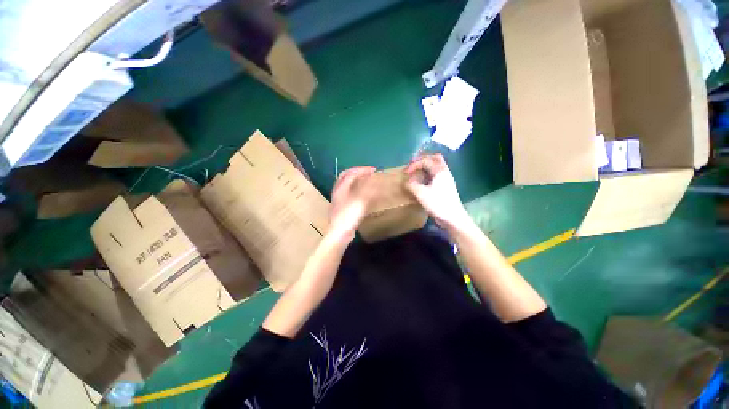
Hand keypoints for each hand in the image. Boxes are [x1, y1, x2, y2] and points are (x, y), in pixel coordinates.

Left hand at [328, 166, 376, 241]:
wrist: (339, 233)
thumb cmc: (349, 215)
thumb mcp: (361, 201)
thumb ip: (369, 189)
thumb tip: (377, 181)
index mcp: (341, 188)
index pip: (351, 173)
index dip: (363, 169)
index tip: (374, 170)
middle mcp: (338, 191)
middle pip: (345, 176)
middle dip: (356, 171)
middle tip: (367, 172)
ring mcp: (337, 199)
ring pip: (345, 184)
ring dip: (354, 179)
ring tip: (364, 180)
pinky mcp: (339, 206)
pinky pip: (346, 192)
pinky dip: (353, 188)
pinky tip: (359, 194)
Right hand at [405, 154, 469, 230]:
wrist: (452, 217)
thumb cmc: (438, 203)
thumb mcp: (421, 194)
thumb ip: (412, 185)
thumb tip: (407, 181)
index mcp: (440, 171)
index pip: (426, 161)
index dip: (414, 164)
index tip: (406, 172)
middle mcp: (444, 172)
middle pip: (435, 158)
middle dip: (422, 160)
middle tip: (413, 165)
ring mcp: (446, 180)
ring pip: (436, 167)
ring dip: (426, 167)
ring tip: (416, 172)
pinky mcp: (445, 187)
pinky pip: (436, 175)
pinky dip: (428, 174)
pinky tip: (422, 181)